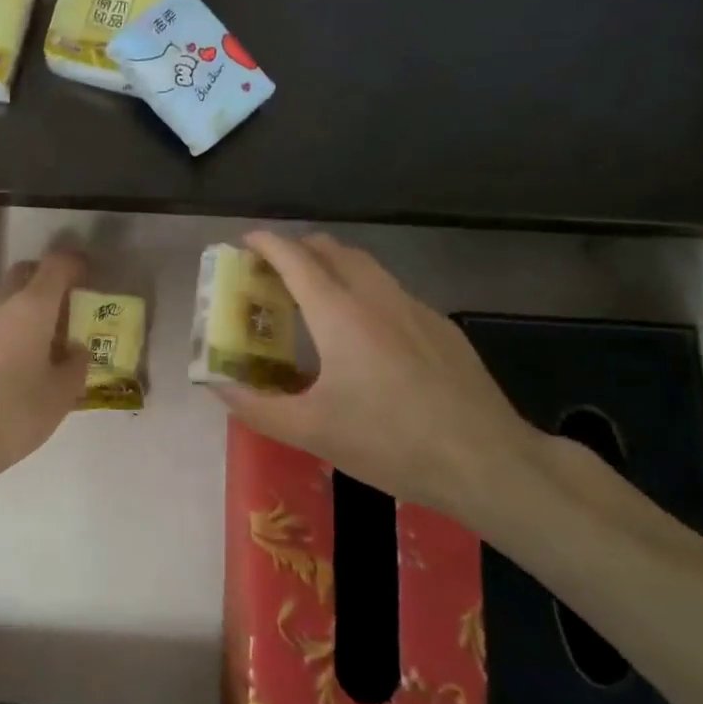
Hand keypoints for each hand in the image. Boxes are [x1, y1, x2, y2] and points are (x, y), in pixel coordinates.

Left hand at [0, 250, 87, 477]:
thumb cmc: (15, 411)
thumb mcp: (61, 393)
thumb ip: (75, 364)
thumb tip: (75, 349)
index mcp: (32, 306)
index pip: (57, 264)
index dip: (76, 264)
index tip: (90, 276)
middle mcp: (1, 303)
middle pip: (26, 273)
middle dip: (48, 281)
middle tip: (68, 305)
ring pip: (6, 298)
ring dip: (26, 306)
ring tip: (45, 338)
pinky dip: (8, 327)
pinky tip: (17, 358)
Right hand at [215, 231, 538, 512]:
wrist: (486, 461)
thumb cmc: (389, 442)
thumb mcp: (311, 431)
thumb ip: (257, 406)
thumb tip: (216, 386)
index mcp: (339, 315)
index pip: (295, 259)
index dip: (267, 244)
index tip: (246, 242)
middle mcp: (376, 298)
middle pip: (333, 250)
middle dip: (299, 249)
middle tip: (275, 272)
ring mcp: (415, 309)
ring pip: (367, 267)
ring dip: (334, 266)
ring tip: (316, 296)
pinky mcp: (442, 328)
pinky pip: (393, 292)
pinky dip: (365, 292)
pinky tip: (367, 334)